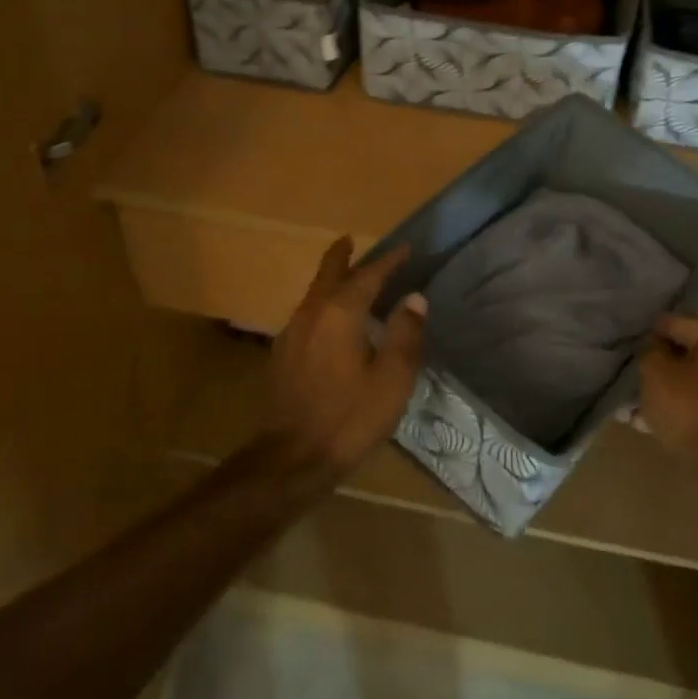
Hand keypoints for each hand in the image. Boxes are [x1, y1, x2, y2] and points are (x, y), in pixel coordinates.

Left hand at [267, 236, 427, 476]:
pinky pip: (307, 314)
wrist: (293, 457)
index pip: (368, 276)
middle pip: (328, 274)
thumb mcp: (392, 379)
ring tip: (346, 276)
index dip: (388, 261)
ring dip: (331, 279)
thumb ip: (405, 334)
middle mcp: (312, 313)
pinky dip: (322, 303)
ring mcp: (292, 333)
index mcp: (340, 314)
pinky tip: (330, 319)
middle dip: (342, 256)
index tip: (404, 249)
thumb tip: (414, 298)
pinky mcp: (283, 354)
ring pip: (314, 293)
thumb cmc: (350, 417)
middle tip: (351, 241)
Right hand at [637, 314, 697, 464]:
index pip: (675, 324)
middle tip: (633, 381)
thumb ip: (650, 349)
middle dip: (659, 368)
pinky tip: (652, 424)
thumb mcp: (654, 371)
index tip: (629, 353)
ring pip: (694, 382)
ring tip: (635, 409)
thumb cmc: (690, 409)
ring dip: (667, 392)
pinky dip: (682, 410)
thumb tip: (655, 346)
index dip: (648, 337)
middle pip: (687, 354)